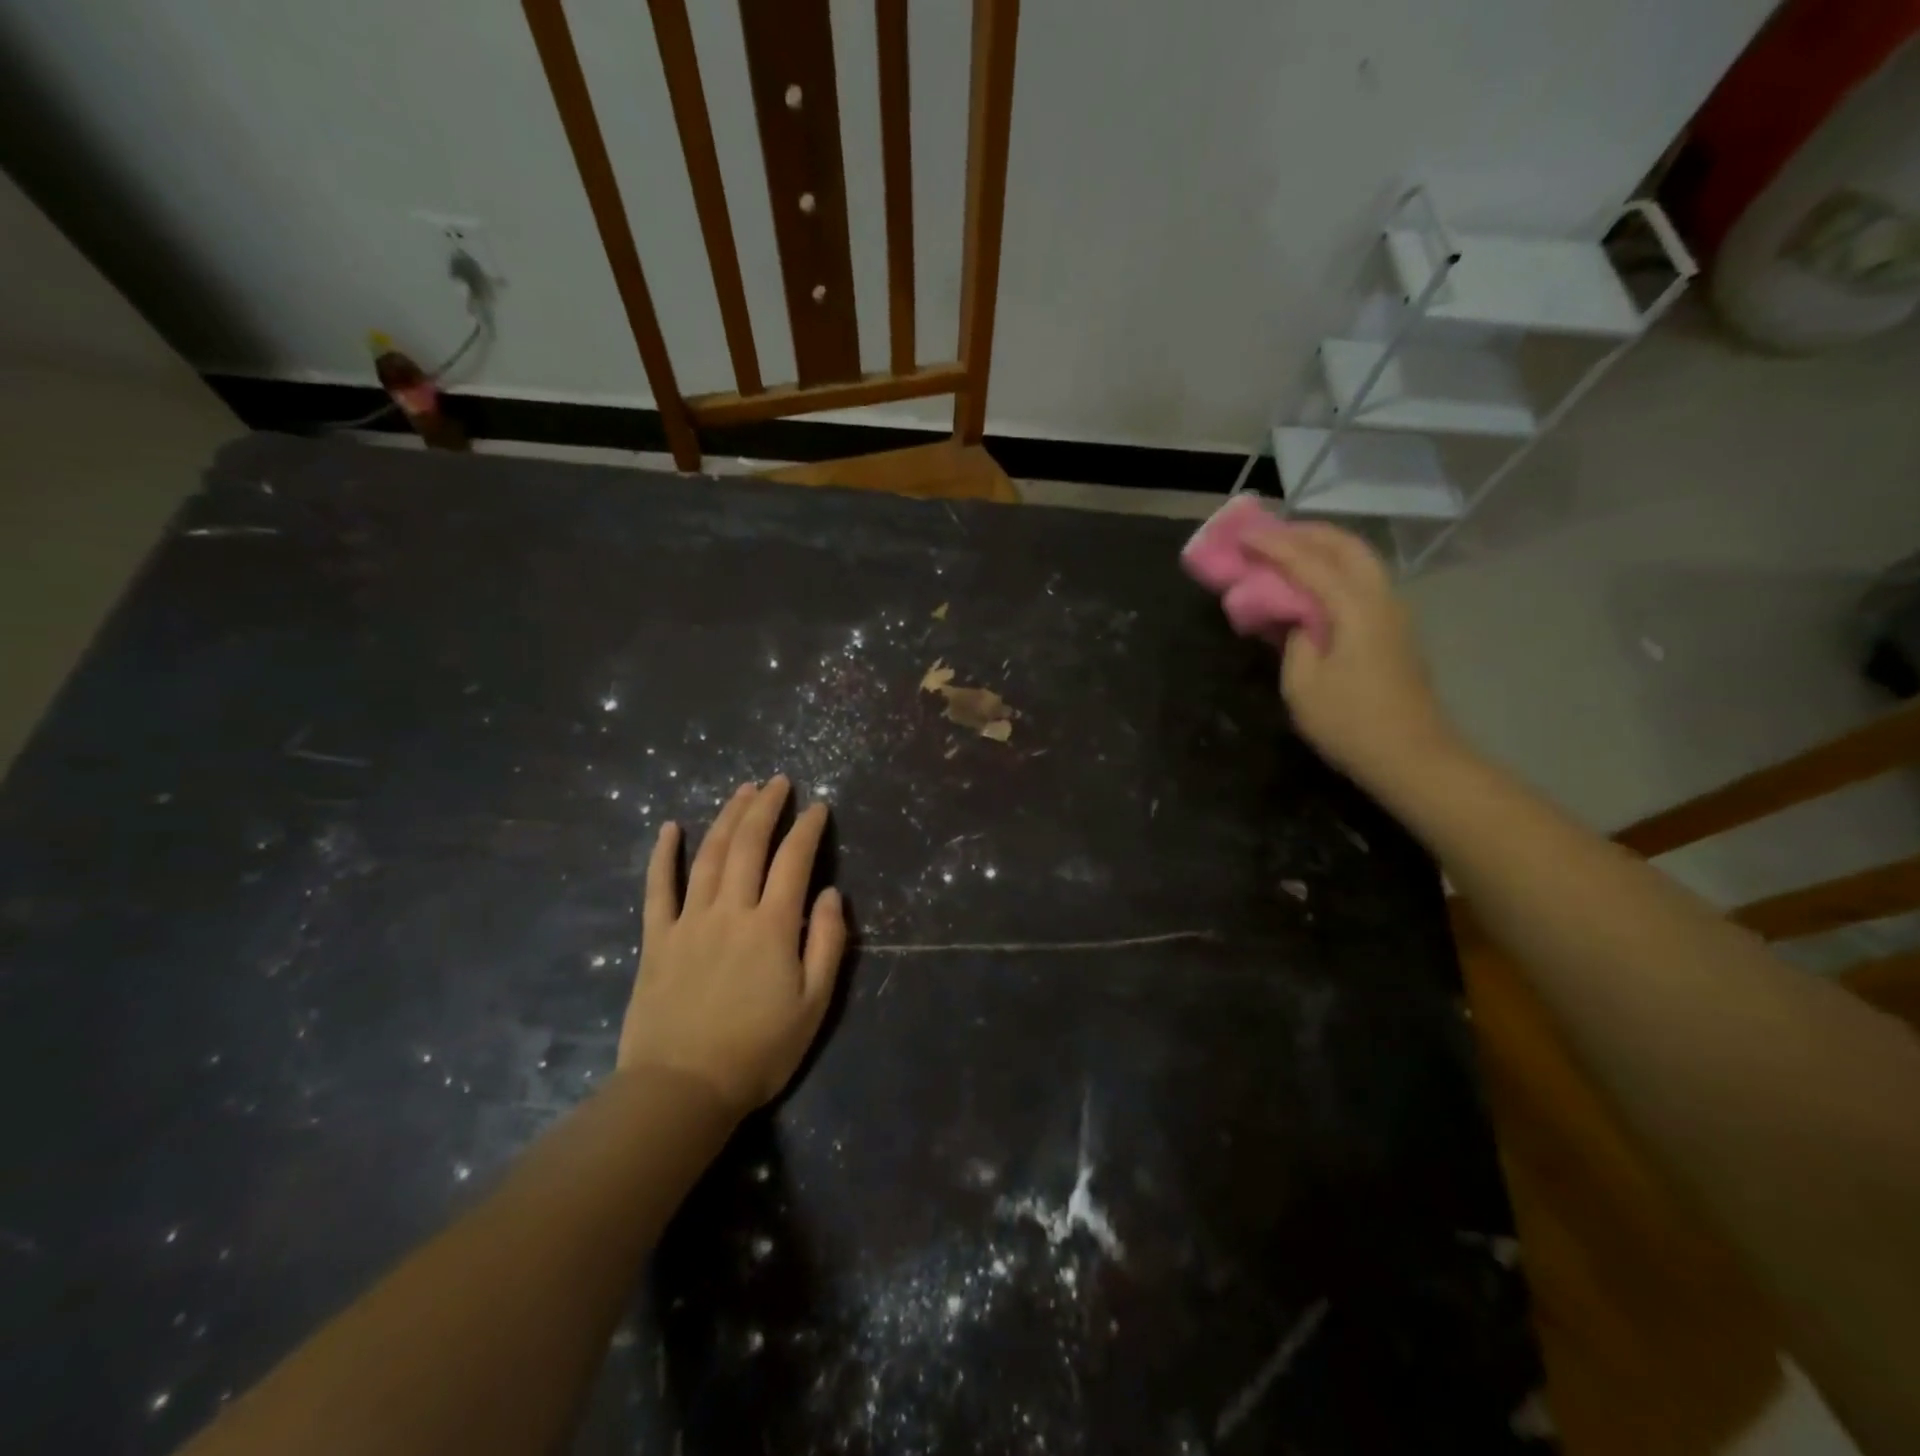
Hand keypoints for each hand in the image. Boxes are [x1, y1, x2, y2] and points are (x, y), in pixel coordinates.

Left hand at [617, 776, 846, 1115]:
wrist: (682, 1089)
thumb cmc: (758, 1051)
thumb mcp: (813, 1004)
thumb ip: (826, 943)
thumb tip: (830, 894)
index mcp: (772, 926)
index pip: (794, 861)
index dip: (807, 829)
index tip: (817, 807)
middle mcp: (730, 911)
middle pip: (748, 845)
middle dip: (766, 807)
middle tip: (777, 781)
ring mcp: (689, 921)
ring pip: (708, 856)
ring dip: (727, 818)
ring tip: (742, 791)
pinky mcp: (657, 939)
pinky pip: (658, 888)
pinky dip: (663, 855)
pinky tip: (669, 827)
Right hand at [1247, 523, 1461, 788]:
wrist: (1412, 757)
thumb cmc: (1350, 722)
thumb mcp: (1303, 684)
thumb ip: (1292, 639)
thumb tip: (1293, 617)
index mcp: (1355, 607)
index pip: (1309, 561)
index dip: (1273, 546)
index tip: (1243, 535)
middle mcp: (1380, 598)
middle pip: (1346, 546)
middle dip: (1305, 533)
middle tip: (1268, 534)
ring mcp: (1392, 613)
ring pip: (1359, 561)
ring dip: (1322, 549)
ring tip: (1286, 552)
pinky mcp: (1393, 630)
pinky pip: (1361, 582)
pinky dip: (1333, 571)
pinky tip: (1310, 585)